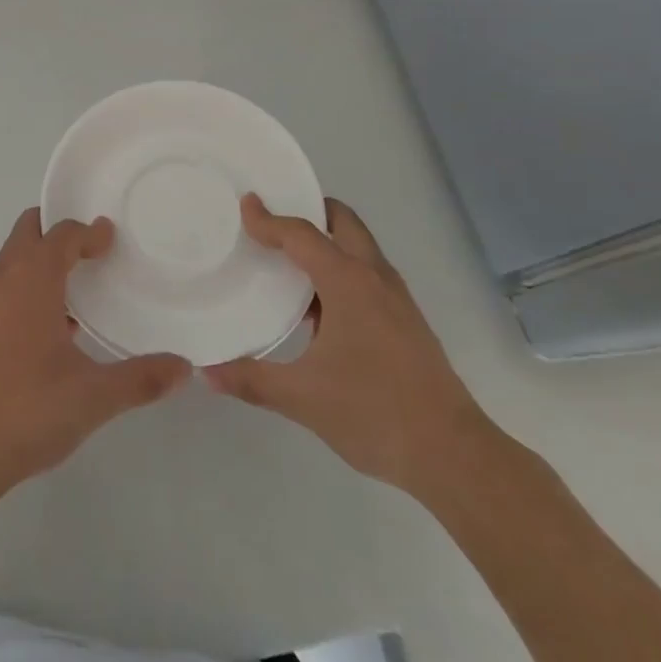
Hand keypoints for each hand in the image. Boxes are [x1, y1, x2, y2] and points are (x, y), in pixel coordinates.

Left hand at [0, 209, 189, 502]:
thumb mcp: (94, 396)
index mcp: (31, 279)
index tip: (111, 240)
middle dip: (57, 230)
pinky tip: (47, 331)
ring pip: (11, 261)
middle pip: (28, 231)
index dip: (88, 231)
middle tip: (91, 249)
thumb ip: (141, 379)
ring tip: (75, 290)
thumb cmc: (27, 410)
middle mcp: (2, 280)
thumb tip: (184, 368)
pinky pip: (1, 290)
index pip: (61, 233)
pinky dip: (24, 289)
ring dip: (39, 262)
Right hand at [204, 195, 497, 505]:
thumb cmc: (375, 413)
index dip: (269, 219)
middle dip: (309, 211)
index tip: (244, 206)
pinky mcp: (407, 321)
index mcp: (348, 282)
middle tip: (273, 222)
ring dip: (327, 241)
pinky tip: (319, 308)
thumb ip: (252, 380)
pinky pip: (368, 274)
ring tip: (289, 261)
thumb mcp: (303, 398)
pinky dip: (341, 269)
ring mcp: (397, 299)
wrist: (454, 455)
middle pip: (342, 221)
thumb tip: (206, 372)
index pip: (302, 235)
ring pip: (359, 247)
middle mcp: (375, 278)